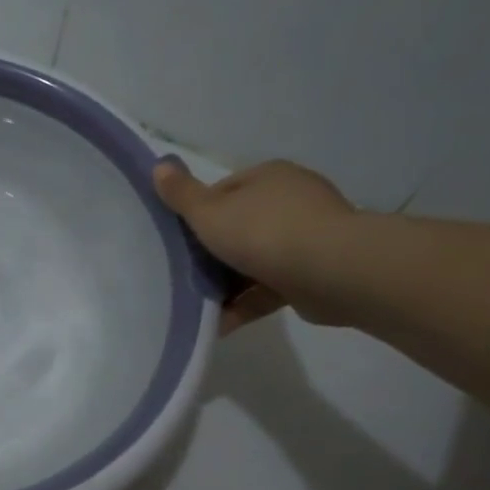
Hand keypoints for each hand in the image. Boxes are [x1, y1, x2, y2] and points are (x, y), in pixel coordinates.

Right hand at [153, 159, 357, 332]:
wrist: (330, 270)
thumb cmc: (263, 232)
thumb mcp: (209, 212)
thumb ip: (182, 194)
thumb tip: (159, 166)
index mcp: (268, 177)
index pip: (223, 191)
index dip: (197, 215)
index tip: (179, 241)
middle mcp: (291, 201)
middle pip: (239, 227)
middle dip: (212, 254)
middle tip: (183, 274)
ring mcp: (307, 237)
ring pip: (254, 261)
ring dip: (227, 284)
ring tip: (198, 305)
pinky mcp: (314, 272)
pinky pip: (269, 287)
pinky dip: (245, 303)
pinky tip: (220, 323)